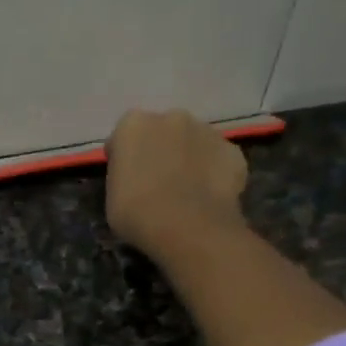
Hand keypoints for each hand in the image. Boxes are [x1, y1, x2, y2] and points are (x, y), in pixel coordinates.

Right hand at [104, 108, 248, 255]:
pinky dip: (215, 173)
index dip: (125, 159)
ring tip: (187, 193)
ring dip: (189, 159)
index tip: (126, 181)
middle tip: (158, 185)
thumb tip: (136, 177)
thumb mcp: (112, 197)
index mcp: (133, 125)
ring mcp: (207, 131)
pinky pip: (219, 160)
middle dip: (160, 151)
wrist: (188, 228)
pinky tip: (209, 197)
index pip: (124, 138)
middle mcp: (171, 117)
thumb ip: (123, 177)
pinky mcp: (233, 151)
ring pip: (194, 142)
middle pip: (163, 132)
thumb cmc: (138, 214)